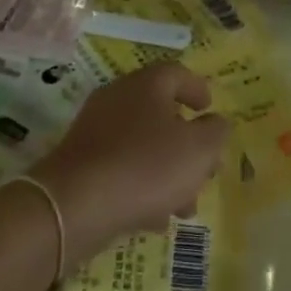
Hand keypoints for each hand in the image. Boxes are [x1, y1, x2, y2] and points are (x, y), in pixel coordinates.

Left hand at [29, 62, 229, 264]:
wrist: (74, 205)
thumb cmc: (146, 167)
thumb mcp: (198, 149)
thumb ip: (216, 132)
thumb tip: (215, 123)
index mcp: (146, 84)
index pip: (177, 73)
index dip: (197, 89)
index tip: (209, 109)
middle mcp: (118, 98)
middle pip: (160, 112)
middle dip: (187, 142)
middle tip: (205, 167)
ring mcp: (95, 130)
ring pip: (142, 144)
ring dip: (167, 170)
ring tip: (185, 206)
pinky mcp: (80, 162)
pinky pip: (120, 167)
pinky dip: (140, 185)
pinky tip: (153, 217)